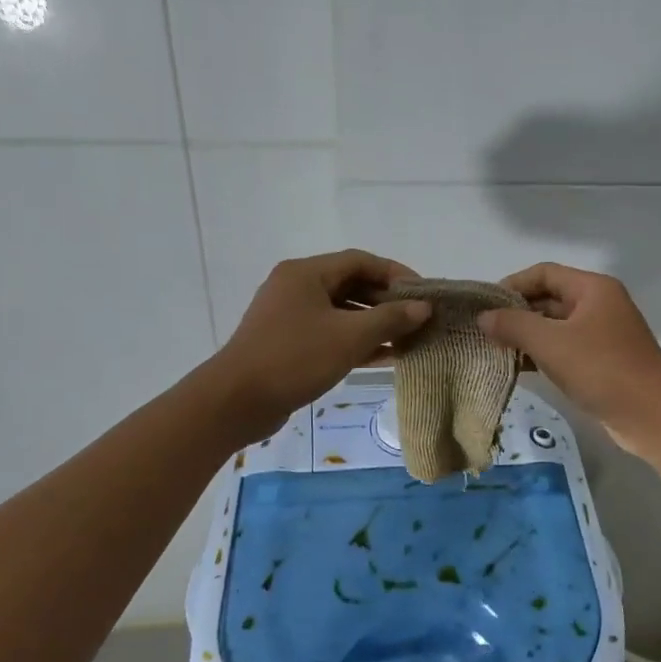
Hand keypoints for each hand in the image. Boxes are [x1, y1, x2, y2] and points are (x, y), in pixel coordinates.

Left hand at [207, 250, 430, 441]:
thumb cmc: (295, 359)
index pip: (361, 261)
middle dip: (387, 302)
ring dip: (374, 324)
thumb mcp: (349, 337)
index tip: (424, 294)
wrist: (236, 401)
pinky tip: (384, 357)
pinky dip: (356, 341)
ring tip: (408, 340)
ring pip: (342, 312)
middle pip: (351, 284)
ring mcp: (290, 316)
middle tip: (419, 319)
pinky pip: (330, 333)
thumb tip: (423, 308)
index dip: (396, 274)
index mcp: (306, 273)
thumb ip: (390, 319)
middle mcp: (296, 287)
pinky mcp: (288, 343)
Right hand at [478, 263, 660, 457]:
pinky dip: (543, 355)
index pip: (544, 273)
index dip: (512, 285)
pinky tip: (519, 369)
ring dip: (527, 337)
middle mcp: (600, 304)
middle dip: (517, 313)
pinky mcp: (603, 361)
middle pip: (550, 298)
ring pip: (556, 326)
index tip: (485, 306)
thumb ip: (514, 325)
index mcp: (593, 288)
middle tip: (485, 332)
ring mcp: (603, 334)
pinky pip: (566, 349)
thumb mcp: (551, 344)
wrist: (652, 416)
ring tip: (495, 351)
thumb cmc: (602, 370)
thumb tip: (483, 317)